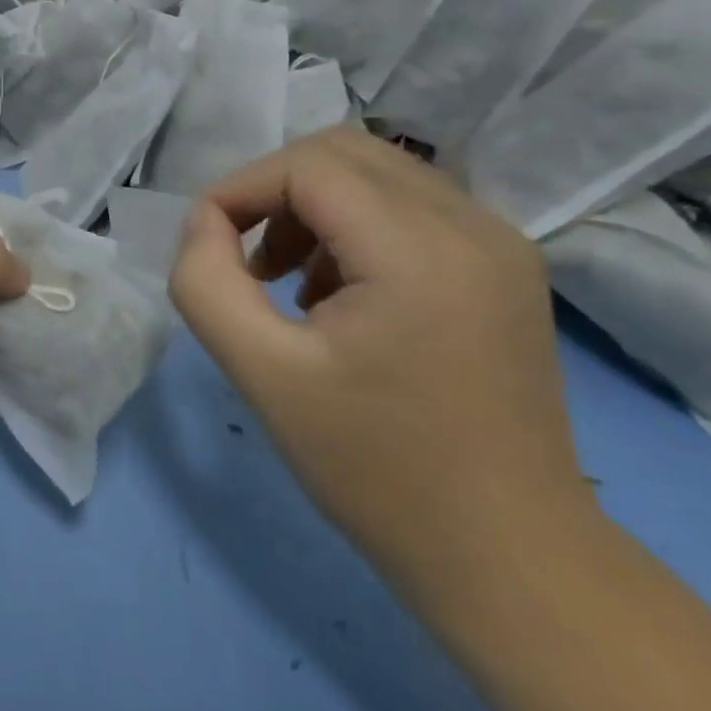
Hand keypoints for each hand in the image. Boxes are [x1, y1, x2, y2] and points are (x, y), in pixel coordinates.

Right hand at [169, 127, 592, 596]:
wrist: (506, 557)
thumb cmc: (375, 469)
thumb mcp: (261, 373)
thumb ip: (206, 282)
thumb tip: (203, 223)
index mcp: (420, 249)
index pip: (306, 165)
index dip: (239, 189)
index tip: (204, 244)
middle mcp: (473, 225)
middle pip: (343, 152)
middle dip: (273, 190)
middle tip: (245, 260)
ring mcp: (501, 243)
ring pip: (377, 174)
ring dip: (312, 207)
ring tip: (286, 283)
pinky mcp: (506, 268)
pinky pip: (411, 207)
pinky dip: (355, 225)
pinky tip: (338, 293)